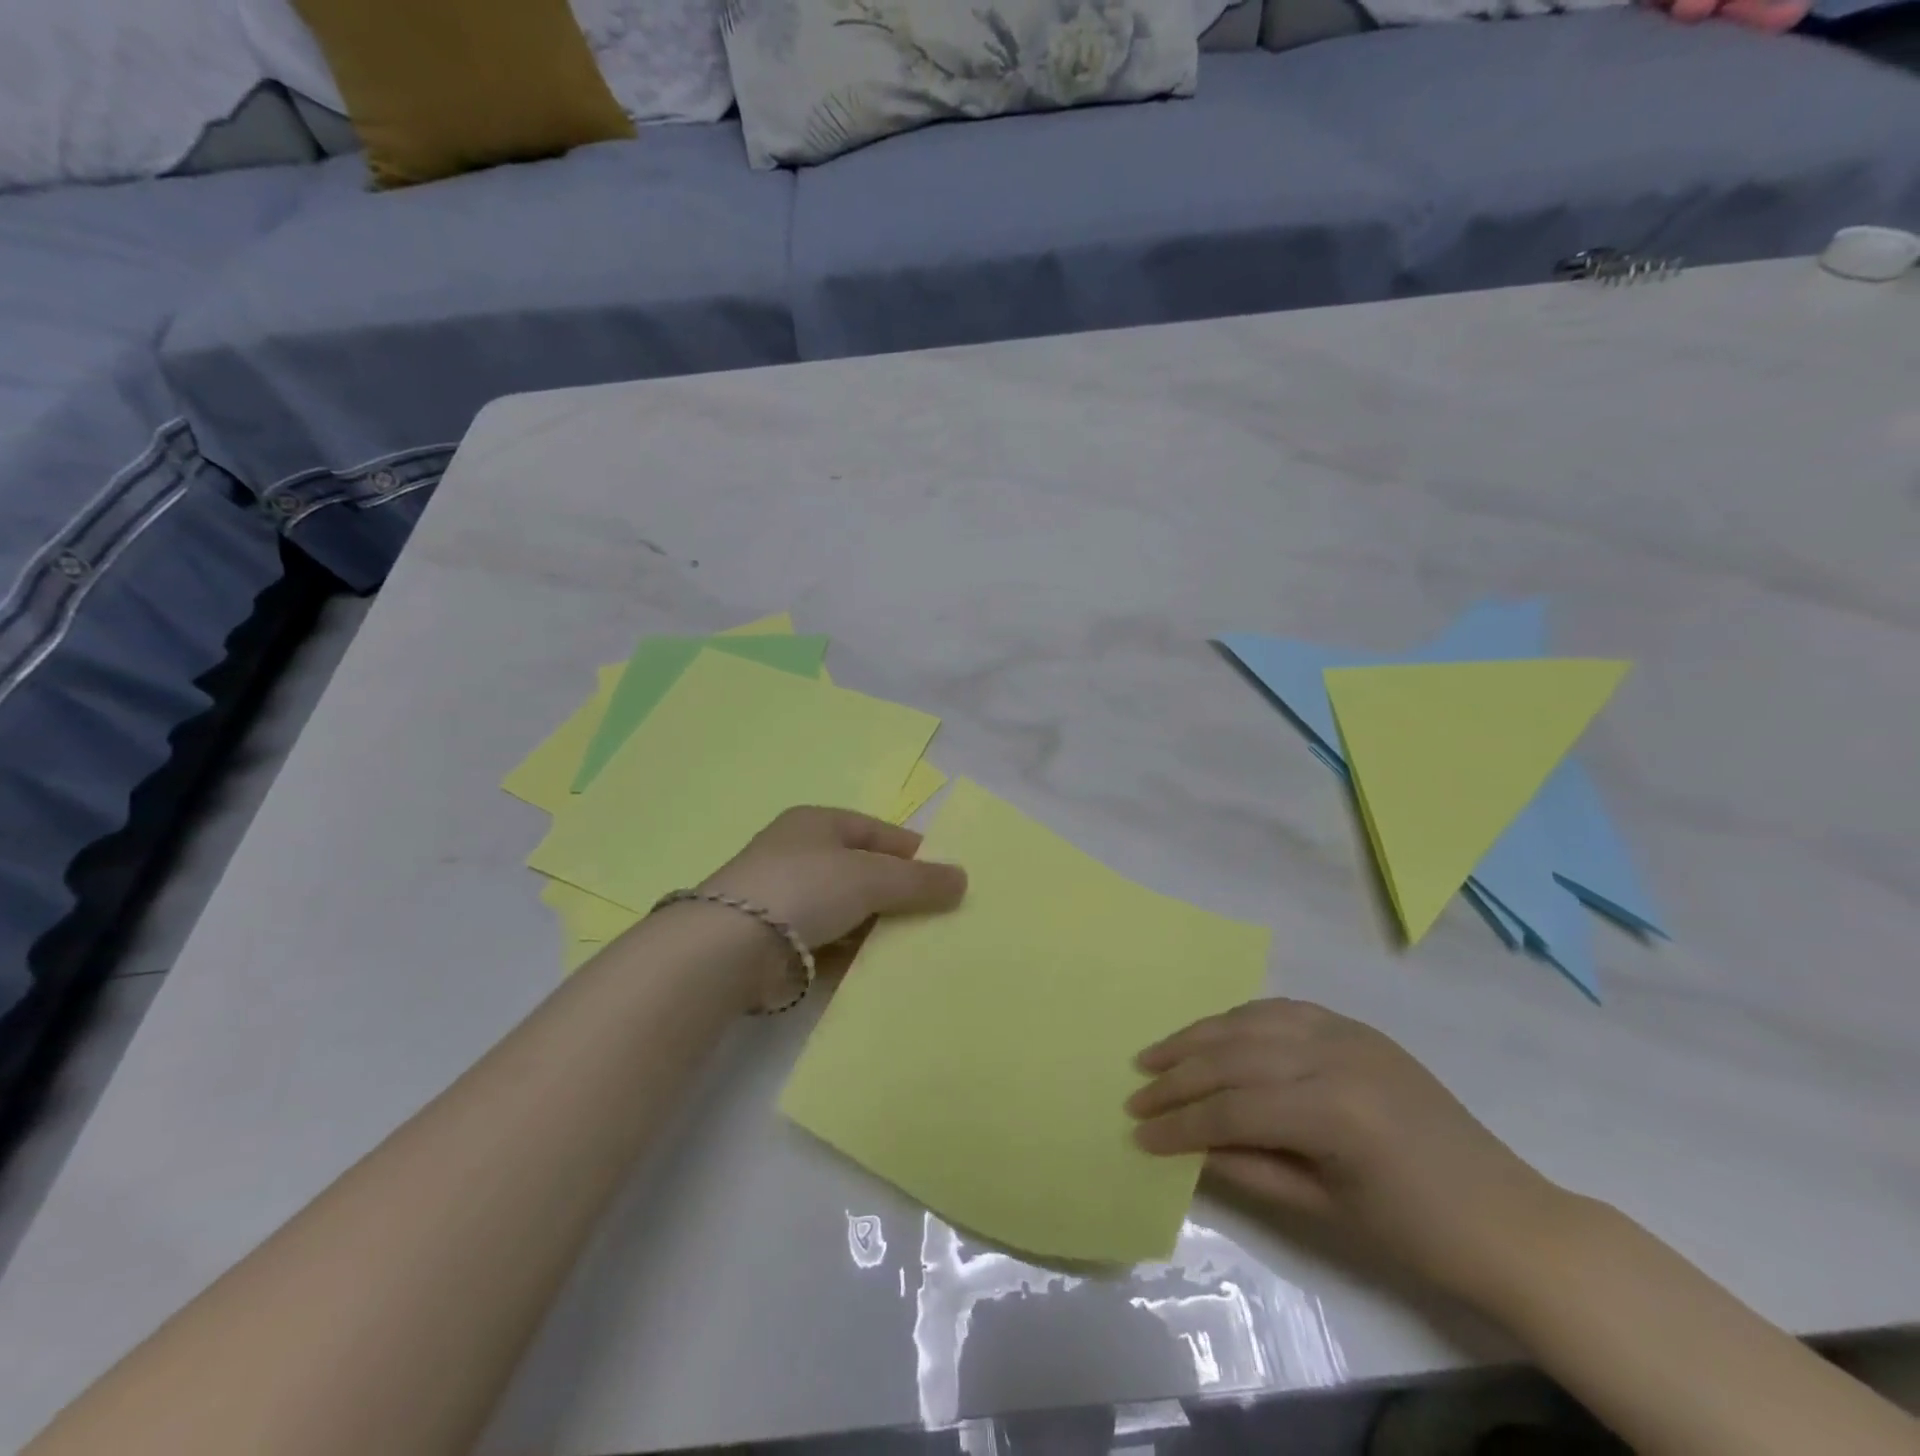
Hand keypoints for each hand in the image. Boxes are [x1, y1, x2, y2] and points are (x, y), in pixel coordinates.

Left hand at [698, 806, 967, 958]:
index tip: (946, 878)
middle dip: (898, 894)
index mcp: (818, 823)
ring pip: (848, 910)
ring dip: (877, 927)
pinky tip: (880, 969)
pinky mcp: (778, 942)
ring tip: (916, 947)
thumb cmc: (806, 888)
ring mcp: (786, 899)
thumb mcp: (871, 876)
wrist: (731, 947)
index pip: (877, 831)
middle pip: (863, 871)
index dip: (913, 852)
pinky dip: (853, 953)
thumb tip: (963, 879)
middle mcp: (800, 854)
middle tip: (937, 918)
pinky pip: (830, 943)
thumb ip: (918, 880)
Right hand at [1128, 999, 1568, 1304]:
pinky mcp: (1355, 1027)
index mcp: (1333, 1110)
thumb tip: (1186, 1147)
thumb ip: (1249, 1168)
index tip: (1139, 1135)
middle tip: (1136, 1093)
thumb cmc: (1419, 1234)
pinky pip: (1282, 1010)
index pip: (1233, 1108)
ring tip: (1156, 1054)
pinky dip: (1239, 1020)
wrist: (1510, 1220)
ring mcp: (1346, 1033)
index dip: (1181, 1123)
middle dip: (1177, 1075)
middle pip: (1233, 1056)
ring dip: (1197, 1036)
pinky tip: (1214, 1034)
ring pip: (1250, 1021)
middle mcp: (1334, 1055)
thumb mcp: (1326, 1210)